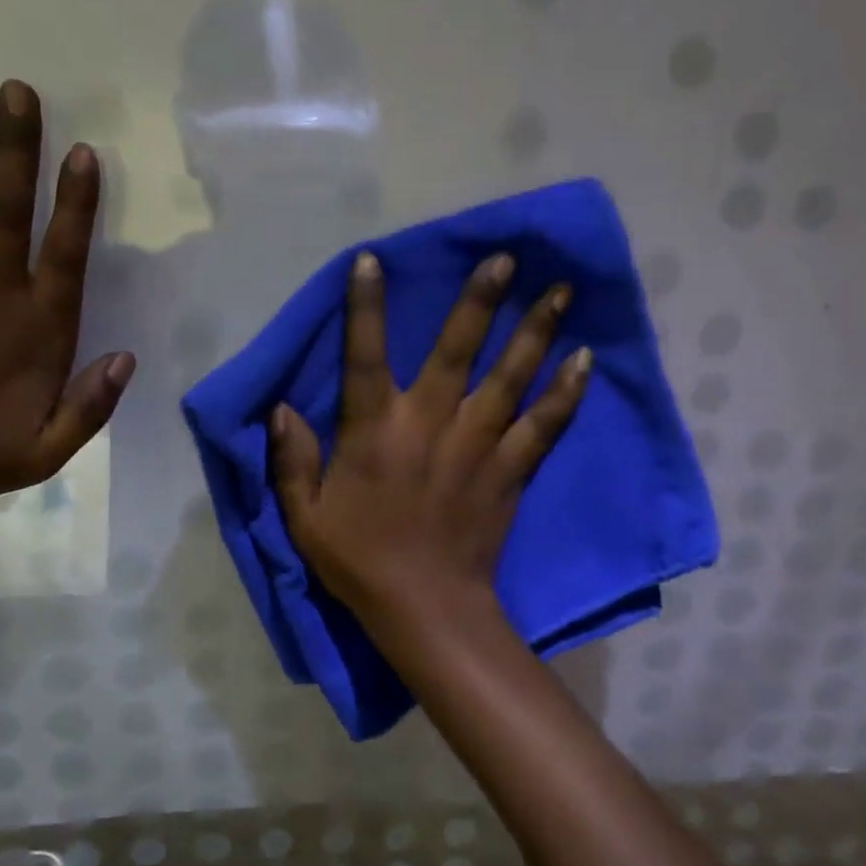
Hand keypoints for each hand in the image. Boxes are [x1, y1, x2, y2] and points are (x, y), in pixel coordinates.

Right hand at [271, 250, 589, 634]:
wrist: (426, 608)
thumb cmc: (360, 560)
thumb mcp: (304, 517)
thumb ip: (292, 460)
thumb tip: (280, 408)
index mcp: (375, 430)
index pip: (365, 355)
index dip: (366, 306)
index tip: (373, 259)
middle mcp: (430, 423)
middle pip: (457, 350)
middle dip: (480, 300)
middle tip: (508, 257)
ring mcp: (477, 445)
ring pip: (510, 377)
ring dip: (534, 331)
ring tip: (561, 290)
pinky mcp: (510, 471)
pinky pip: (543, 426)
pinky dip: (565, 394)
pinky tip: (585, 360)